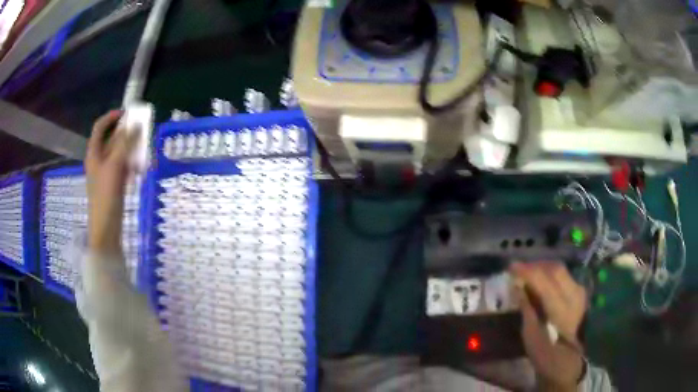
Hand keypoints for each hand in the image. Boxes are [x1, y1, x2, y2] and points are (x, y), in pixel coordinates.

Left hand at [85, 110, 138, 254]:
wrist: (106, 228)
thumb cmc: (106, 195)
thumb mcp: (115, 166)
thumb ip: (125, 144)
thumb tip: (136, 124)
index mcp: (94, 153)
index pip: (100, 127)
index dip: (111, 117)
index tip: (127, 113)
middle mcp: (98, 160)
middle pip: (110, 139)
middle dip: (125, 133)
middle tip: (140, 129)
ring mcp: (106, 173)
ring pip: (118, 153)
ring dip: (130, 148)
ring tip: (143, 148)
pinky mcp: (113, 184)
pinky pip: (122, 167)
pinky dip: (130, 163)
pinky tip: (139, 167)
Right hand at [511, 262, 586, 391]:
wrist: (565, 361)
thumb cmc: (544, 352)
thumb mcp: (530, 333)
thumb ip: (526, 306)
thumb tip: (517, 285)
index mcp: (560, 308)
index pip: (543, 280)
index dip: (526, 271)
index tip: (510, 267)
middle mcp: (573, 294)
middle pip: (555, 269)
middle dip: (535, 266)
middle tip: (519, 269)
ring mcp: (578, 292)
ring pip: (560, 270)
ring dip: (543, 268)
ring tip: (528, 272)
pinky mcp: (579, 293)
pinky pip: (564, 276)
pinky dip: (550, 274)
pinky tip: (541, 279)